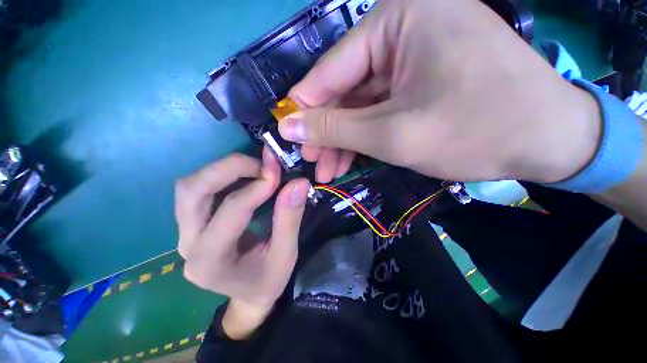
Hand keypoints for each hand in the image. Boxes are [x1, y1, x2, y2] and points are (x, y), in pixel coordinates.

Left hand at [175, 148, 309, 336]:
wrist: (247, 295)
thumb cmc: (268, 280)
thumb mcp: (286, 255)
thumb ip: (290, 218)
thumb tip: (299, 183)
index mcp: (211, 262)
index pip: (231, 211)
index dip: (256, 187)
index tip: (279, 173)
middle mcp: (188, 245)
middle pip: (193, 191)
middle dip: (230, 168)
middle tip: (263, 165)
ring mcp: (184, 233)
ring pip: (190, 186)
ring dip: (223, 170)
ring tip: (256, 169)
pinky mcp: (190, 224)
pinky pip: (198, 190)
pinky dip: (222, 176)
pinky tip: (246, 178)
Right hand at [280, 0, 600, 183]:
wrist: (549, 139)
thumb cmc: (477, 131)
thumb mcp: (392, 133)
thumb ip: (334, 127)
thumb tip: (288, 125)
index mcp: (396, 20)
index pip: (329, 73)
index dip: (304, 110)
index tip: (289, 138)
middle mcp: (401, 29)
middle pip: (344, 91)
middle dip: (327, 132)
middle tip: (313, 163)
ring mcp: (413, 54)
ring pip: (360, 104)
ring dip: (343, 140)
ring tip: (329, 171)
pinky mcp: (421, 79)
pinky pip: (378, 108)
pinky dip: (363, 135)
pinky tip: (351, 159)